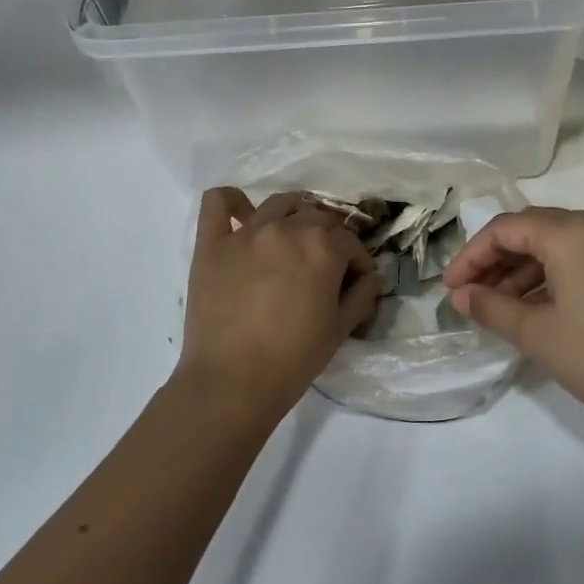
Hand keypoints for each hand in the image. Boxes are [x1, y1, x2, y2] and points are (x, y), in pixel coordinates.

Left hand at [175, 189, 381, 425]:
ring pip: (279, 203)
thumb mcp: (340, 330)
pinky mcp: (212, 243)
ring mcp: (246, 233)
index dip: (357, 261)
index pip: (350, 241)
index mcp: (322, 248)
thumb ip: (361, 296)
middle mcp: (286, 229)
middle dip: (330, 238)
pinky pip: (218, 203)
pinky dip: (232, 201)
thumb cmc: (294, 359)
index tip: (356, 280)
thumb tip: (371, 277)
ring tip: (293, 237)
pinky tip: (241, 215)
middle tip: (326, 265)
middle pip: (317, 217)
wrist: (232, 382)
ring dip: (294, 214)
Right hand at [444, 208, 583, 436]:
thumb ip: (492, 308)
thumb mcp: (539, 335)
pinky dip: (554, 278)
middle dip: (496, 263)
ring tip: (500, 310)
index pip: (504, 229)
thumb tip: (462, 296)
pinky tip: (541, 310)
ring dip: (524, 273)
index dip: (470, 257)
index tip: (451, 290)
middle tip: (471, 299)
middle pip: (531, 231)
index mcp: (570, 231)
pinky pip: (582, 259)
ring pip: (558, 246)